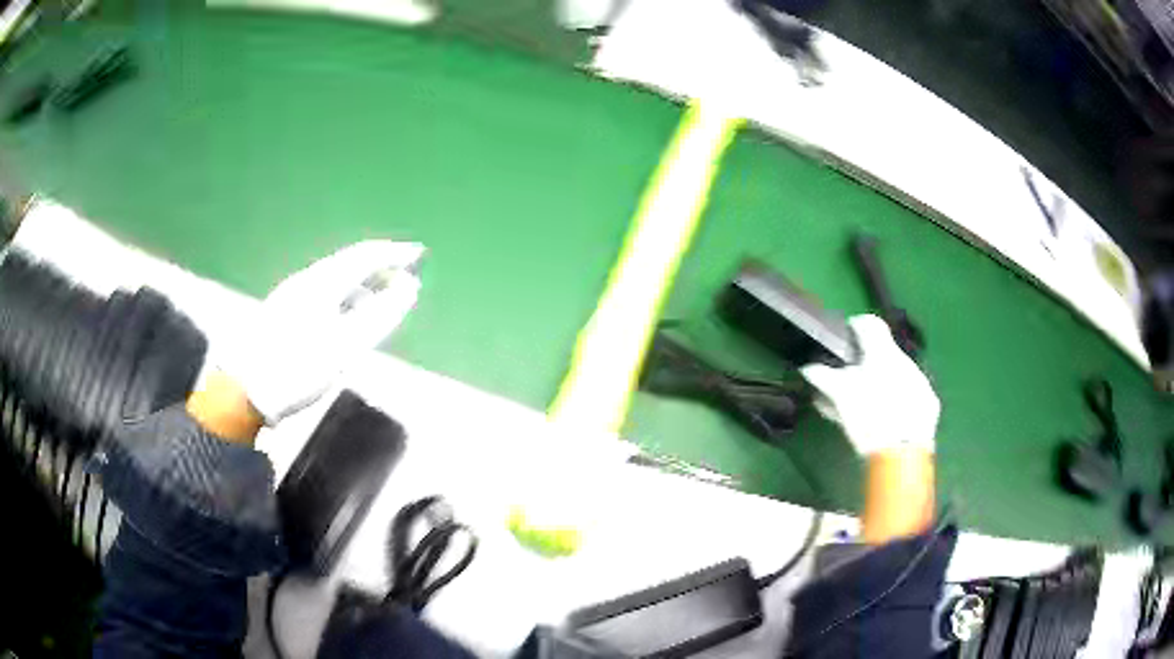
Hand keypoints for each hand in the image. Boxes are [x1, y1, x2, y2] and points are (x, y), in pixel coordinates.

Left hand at [221, 241, 423, 425]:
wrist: (244, 392)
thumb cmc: (297, 368)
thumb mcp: (344, 346)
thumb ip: (379, 315)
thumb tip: (409, 287)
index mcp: (320, 283)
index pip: (364, 256)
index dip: (393, 253)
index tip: (418, 253)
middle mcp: (305, 282)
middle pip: (347, 265)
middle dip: (378, 269)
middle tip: (403, 280)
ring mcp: (290, 297)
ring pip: (334, 281)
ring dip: (361, 286)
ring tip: (379, 305)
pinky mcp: (282, 314)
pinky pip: (323, 295)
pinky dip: (344, 300)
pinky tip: (346, 321)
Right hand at [801, 314, 938, 454]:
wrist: (904, 452)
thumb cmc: (869, 416)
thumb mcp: (841, 396)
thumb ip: (824, 378)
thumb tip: (808, 368)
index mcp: (883, 352)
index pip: (870, 323)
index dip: (855, 325)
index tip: (845, 337)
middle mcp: (905, 360)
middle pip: (883, 352)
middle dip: (866, 362)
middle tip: (849, 378)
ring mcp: (919, 382)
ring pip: (896, 374)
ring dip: (881, 381)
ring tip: (864, 402)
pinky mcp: (928, 405)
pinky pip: (908, 394)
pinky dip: (895, 399)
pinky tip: (884, 417)